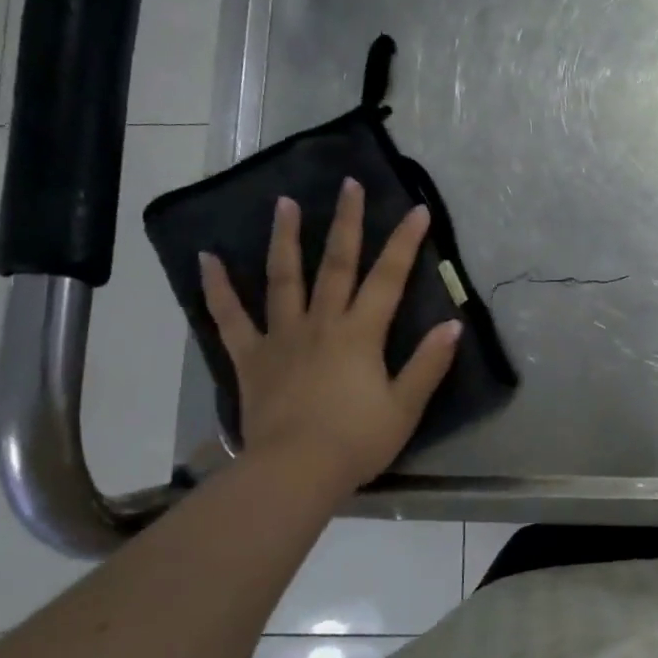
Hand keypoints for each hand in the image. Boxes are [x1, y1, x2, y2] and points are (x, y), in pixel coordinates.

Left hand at [199, 181, 460, 498]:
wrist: (294, 472)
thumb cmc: (356, 441)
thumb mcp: (405, 407)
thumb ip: (428, 364)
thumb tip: (452, 326)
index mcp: (360, 334)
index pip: (388, 278)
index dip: (404, 243)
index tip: (417, 210)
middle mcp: (321, 323)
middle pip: (336, 265)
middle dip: (347, 222)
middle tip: (348, 184)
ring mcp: (282, 337)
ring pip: (283, 279)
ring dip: (285, 239)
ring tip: (284, 203)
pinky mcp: (251, 358)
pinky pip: (230, 318)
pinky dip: (216, 289)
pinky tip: (206, 260)